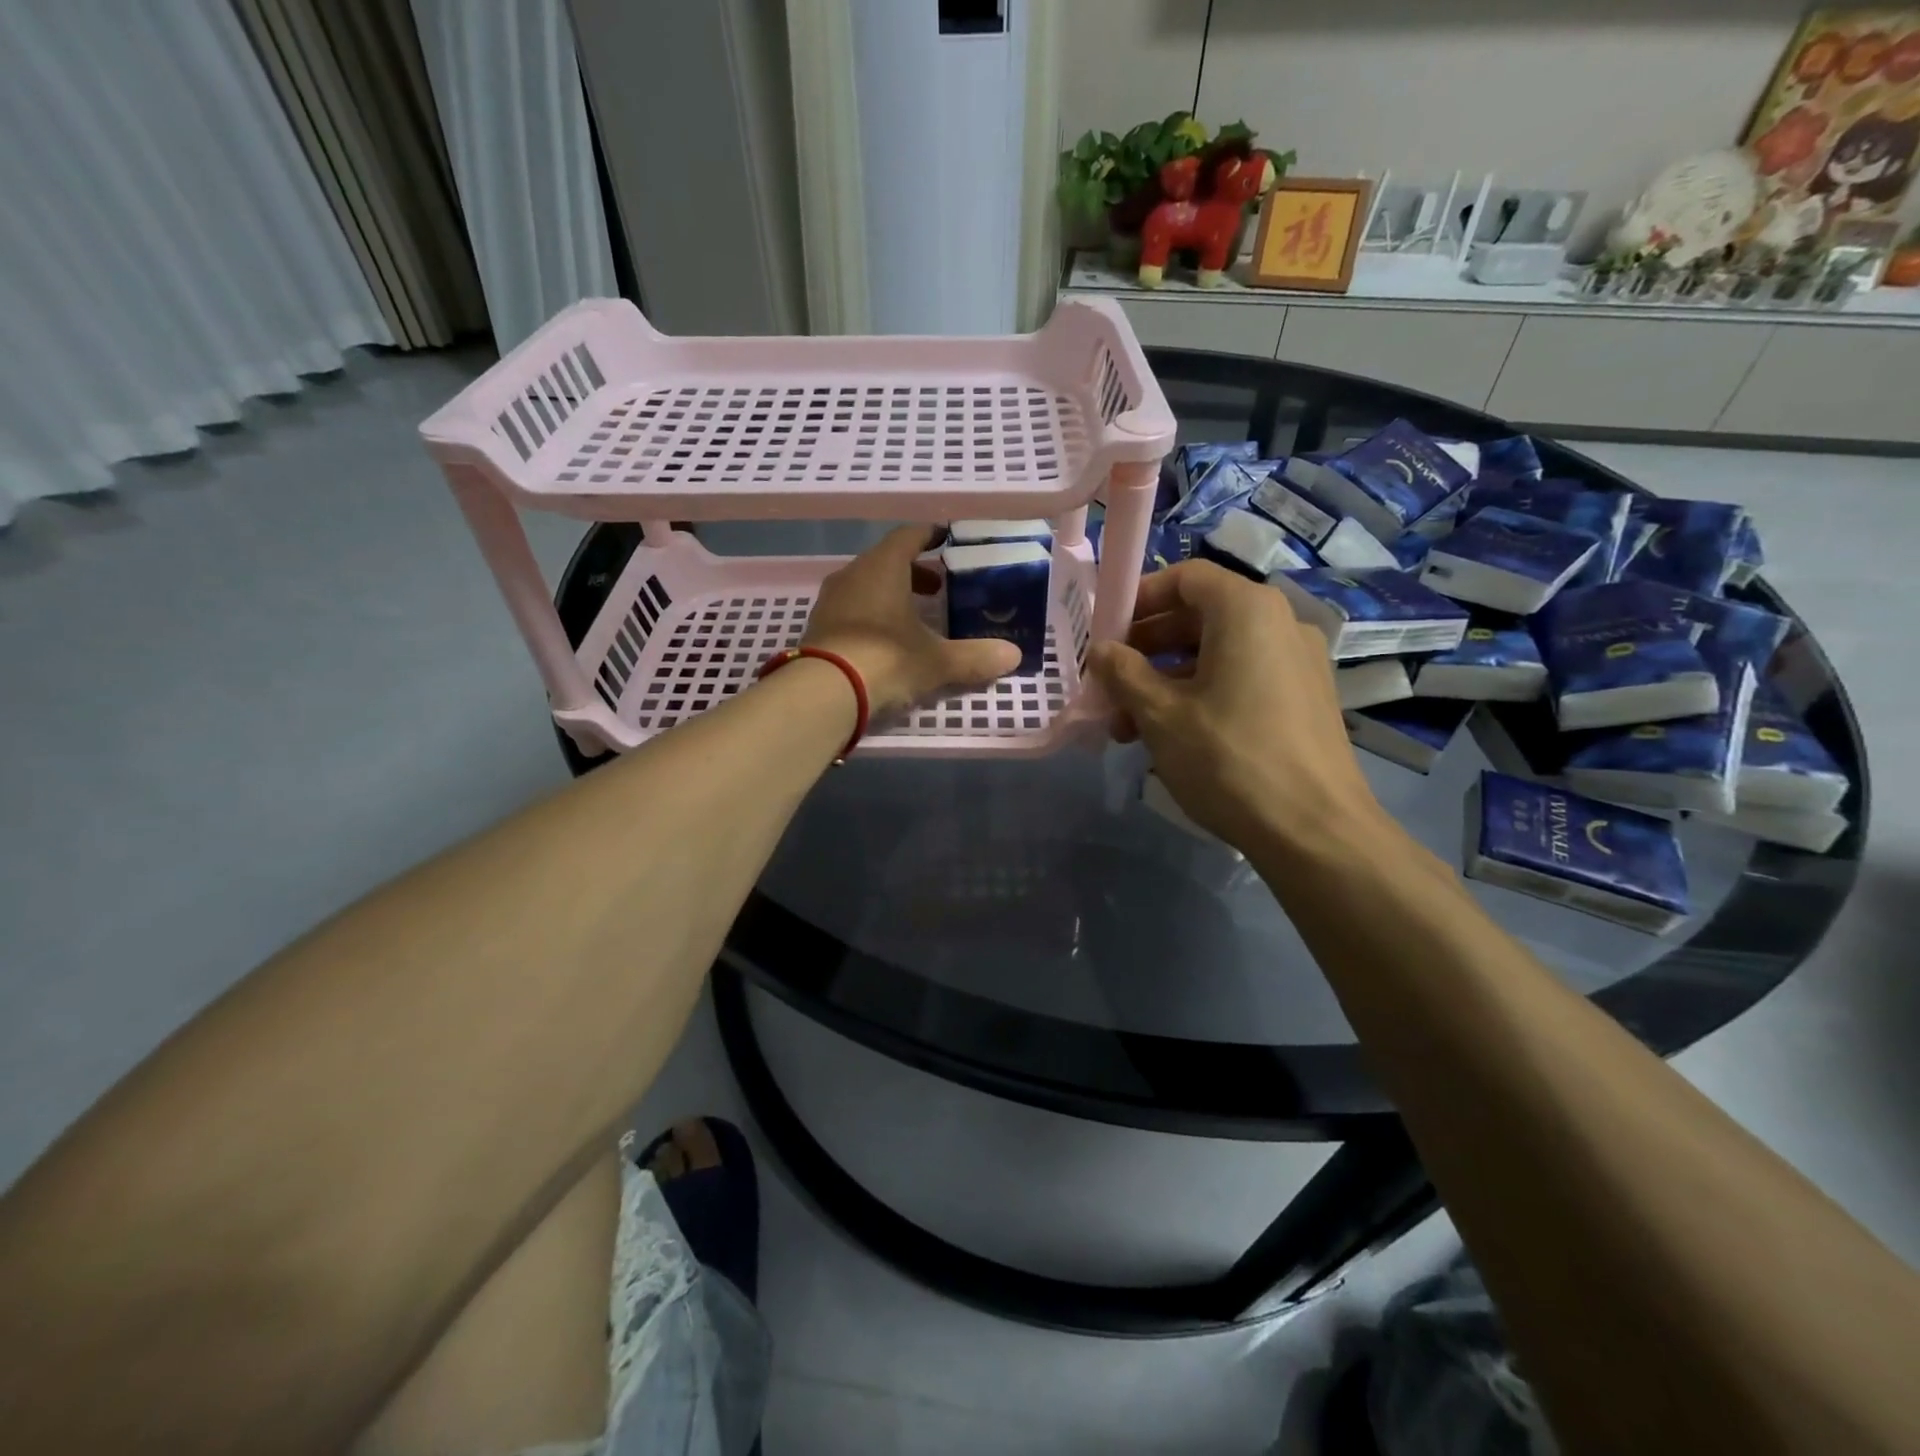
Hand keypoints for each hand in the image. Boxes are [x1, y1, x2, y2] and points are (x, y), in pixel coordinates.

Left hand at [802, 526, 1021, 716]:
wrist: (823, 692)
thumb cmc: (886, 660)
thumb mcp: (937, 661)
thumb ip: (975, 657)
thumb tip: (1013, 656)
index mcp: (883, 567)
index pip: (908, 536)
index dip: (929, 535)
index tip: (945, 538)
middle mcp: (853, 575)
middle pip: (886, 561)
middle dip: (913, 571)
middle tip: (937, 588)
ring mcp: (830, 601)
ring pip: (866, 585)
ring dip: (891, 594)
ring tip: (915, 616)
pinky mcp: (818, 627)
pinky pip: (851, 609)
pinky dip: (872, 614)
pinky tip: (886, 640)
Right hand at [1086, 561, 1384, 854]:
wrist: (1314, 830)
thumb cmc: (1228, 759)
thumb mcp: (1160, 714)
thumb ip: (1123, 673)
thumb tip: (1102, 651)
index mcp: (1246, 611)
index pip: (1185, 577)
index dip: (1139, 598)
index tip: (1106, 631)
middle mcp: (1279, 624)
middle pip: (1199, 616)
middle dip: (1146, 649)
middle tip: (1109, 685)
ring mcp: (1297, 663)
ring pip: (1217, 654)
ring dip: (1167, 680)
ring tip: (1129, 726)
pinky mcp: (1304, 699)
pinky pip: (1242, 679)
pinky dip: (1201, 695)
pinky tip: (1171, 737)